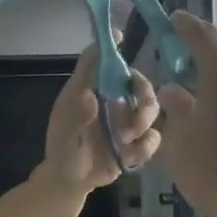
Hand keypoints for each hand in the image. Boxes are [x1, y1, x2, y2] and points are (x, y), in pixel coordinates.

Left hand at [43, 42, 162, 188]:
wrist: (71, 180)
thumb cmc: (62, 147)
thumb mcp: (64, 130)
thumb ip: (75, 114)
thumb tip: (91, 97)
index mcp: (92, 90)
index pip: (101, 61)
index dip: (111, 47)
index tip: (120, 36)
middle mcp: (113, 101)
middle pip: (140, 83)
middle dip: (144, 92)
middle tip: (138, 104)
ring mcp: (127, 122)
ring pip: (152, 110)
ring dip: (142, 123)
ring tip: (124, 139)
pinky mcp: (137, 143)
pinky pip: (153, 138)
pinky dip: (144, 147)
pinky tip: (128, 157)